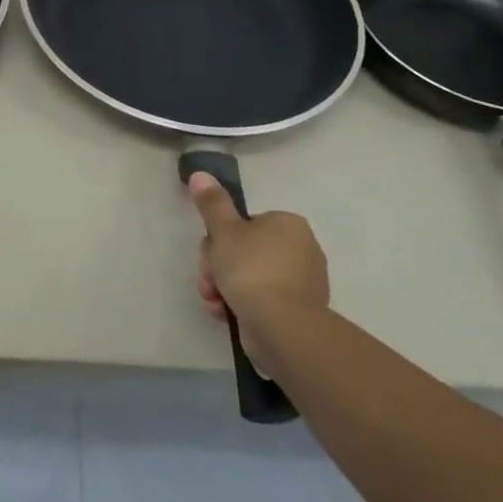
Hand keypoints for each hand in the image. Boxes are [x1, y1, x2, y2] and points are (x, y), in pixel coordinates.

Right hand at [189, 172, 329, 364]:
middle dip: (219, 267)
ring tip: (214, 301)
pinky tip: (226, 314)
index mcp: (288, 224)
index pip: (246, 224)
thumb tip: (200, 174)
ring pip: (249, 277)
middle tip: (209, 280)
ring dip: (224, 287)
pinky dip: (241, 305)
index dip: (220, 239)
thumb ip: (212, 203)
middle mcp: (301, 249)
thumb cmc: (252, 270)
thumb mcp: (224, 231)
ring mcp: (302, 283)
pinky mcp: (298, 312)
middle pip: (245, 251)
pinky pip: (262, 301)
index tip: (210, 254)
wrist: (282, 328)